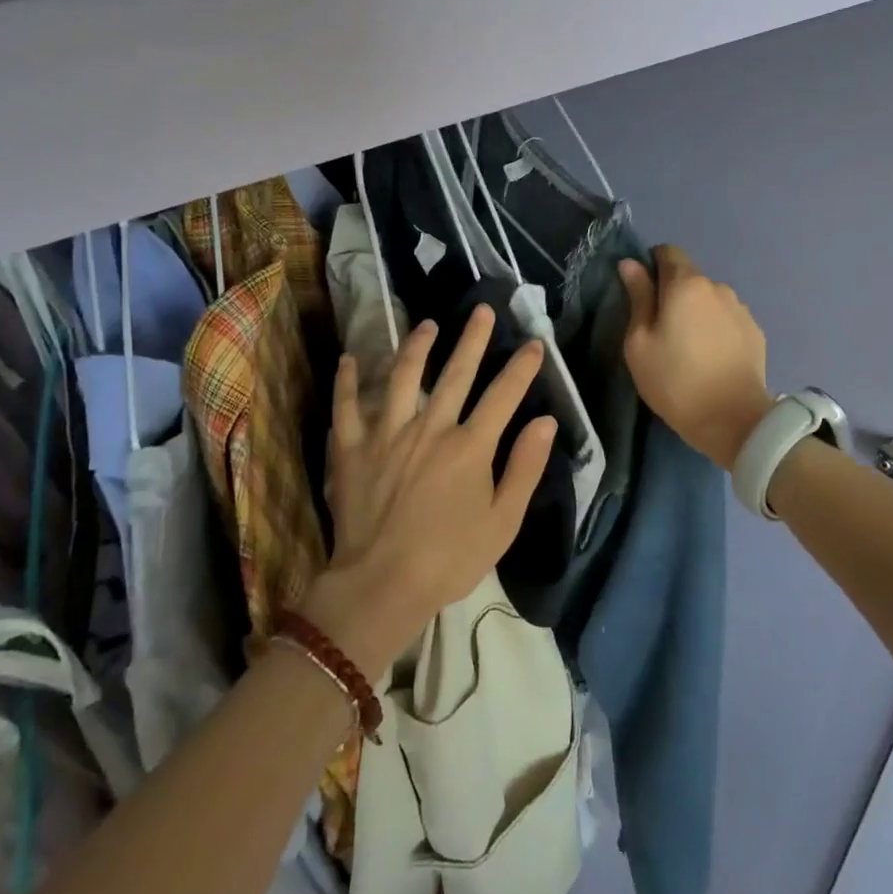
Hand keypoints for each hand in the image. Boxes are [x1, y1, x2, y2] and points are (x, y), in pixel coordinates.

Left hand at [302, 306, 557, 674]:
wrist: (383, 584)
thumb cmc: (451, 559)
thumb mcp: (503, 521)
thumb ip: (525, 467)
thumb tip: (545, 421)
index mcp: (470, 446)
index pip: (503, 395)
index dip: (522, 367)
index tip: (534, 343)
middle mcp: (431, 428)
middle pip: (456, 373)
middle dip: (473, 339)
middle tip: (483, 309)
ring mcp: (388, 433)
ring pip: (403, 377)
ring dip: (417, 346)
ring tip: (427, 324)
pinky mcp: (353, 448)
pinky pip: (347, 406)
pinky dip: (348, 381)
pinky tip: (350, 359)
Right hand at [618, 246, 775, 468]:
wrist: (733, 420)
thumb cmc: (675, 380)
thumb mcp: (640, 342)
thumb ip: (638, 297)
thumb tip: (630, 264)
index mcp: (686, 284)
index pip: (668, 252)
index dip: (652, 265)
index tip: (642, 293)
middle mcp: (718, 287)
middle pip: (689, 277)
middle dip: (673, 293)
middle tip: (661, 329)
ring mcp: (741, 309)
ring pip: (710, 299)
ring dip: (697, 312)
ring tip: (689, 347)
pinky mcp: (755, 332)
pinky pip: (727, 319)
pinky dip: (716, 329)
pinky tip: (711, 357)